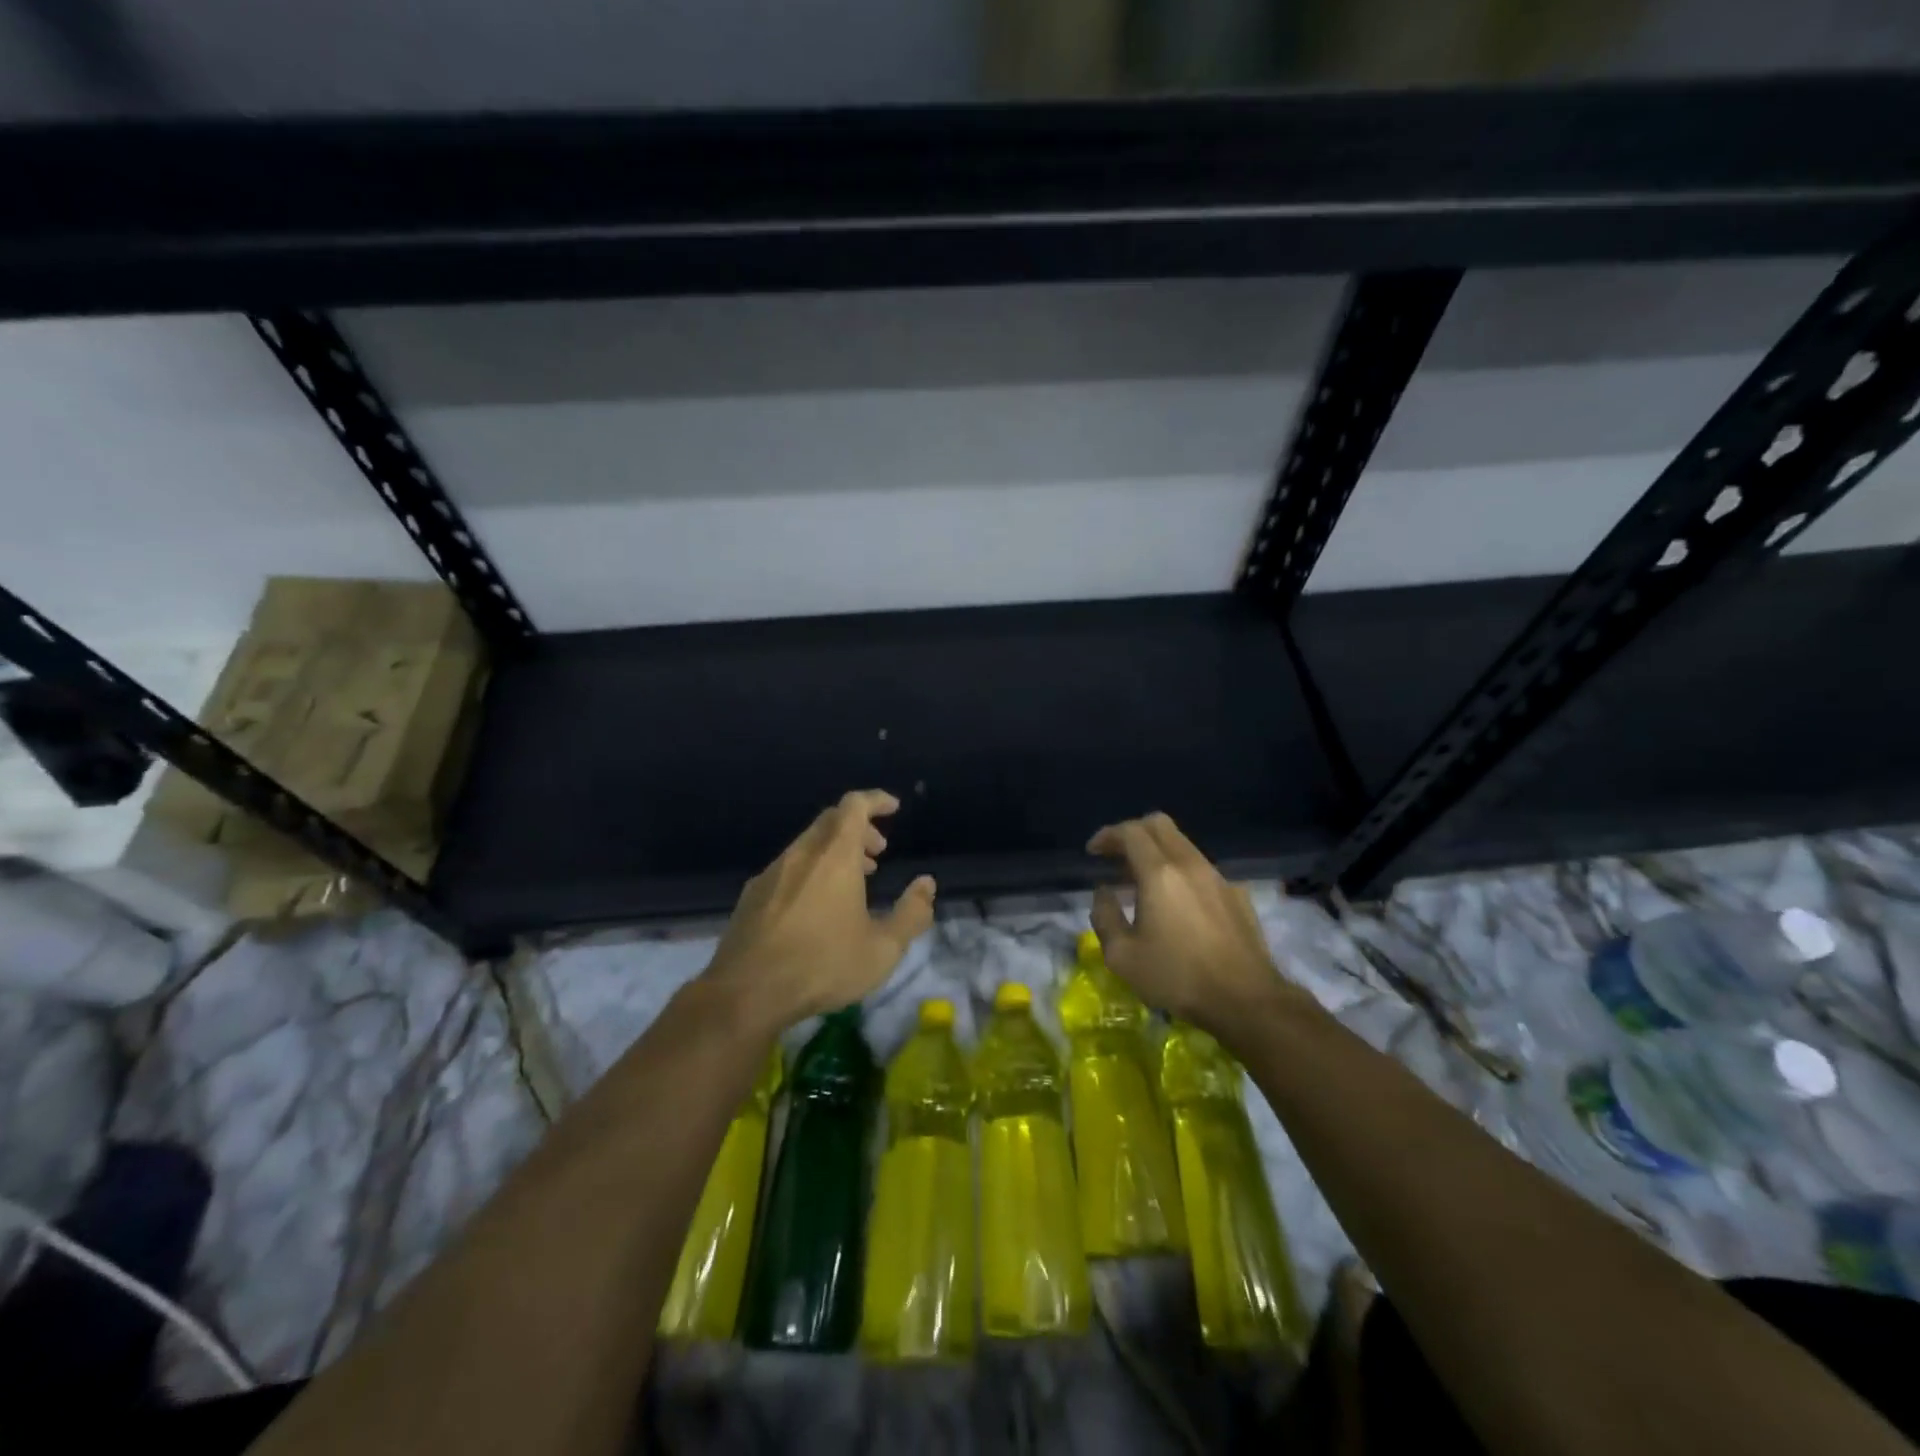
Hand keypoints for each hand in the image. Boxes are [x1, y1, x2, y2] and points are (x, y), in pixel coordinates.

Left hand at [703, 790, 936, 1030]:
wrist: (746, 993)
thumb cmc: (822, 966)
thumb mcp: (882, 949)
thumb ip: (911, 913)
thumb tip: (926, 885)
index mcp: (835, 855)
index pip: (854, 805)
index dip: (876, 800)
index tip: (893, 808)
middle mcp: (801, 854)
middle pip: (831, 821)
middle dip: (859, 829)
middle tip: (878, 853)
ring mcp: (772, 873)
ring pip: (808, 844)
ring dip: (835, 851)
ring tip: (853, 882)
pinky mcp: (752, 895)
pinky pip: (788, 867)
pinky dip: (811, 870)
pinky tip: (815, 905)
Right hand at [1087, 812, 1298, 1034]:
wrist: (1247, 1001)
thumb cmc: (1178, 977)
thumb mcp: (1123, 956)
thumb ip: (1104, 917)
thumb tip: (1103, 892)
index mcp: (1159, 873)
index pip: (1130, 832)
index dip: (1107, 835)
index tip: (1093, 852)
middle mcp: (1190, 864)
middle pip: (1160, 824)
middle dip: (1133, 832)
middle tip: (1116, 857)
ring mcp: (1218, 877)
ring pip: (1183, 845)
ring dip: (1158, 852)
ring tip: (1142, 882)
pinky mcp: (1237, 895)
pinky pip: (1202, 869)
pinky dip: (1181, 872)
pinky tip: (1178, 904)